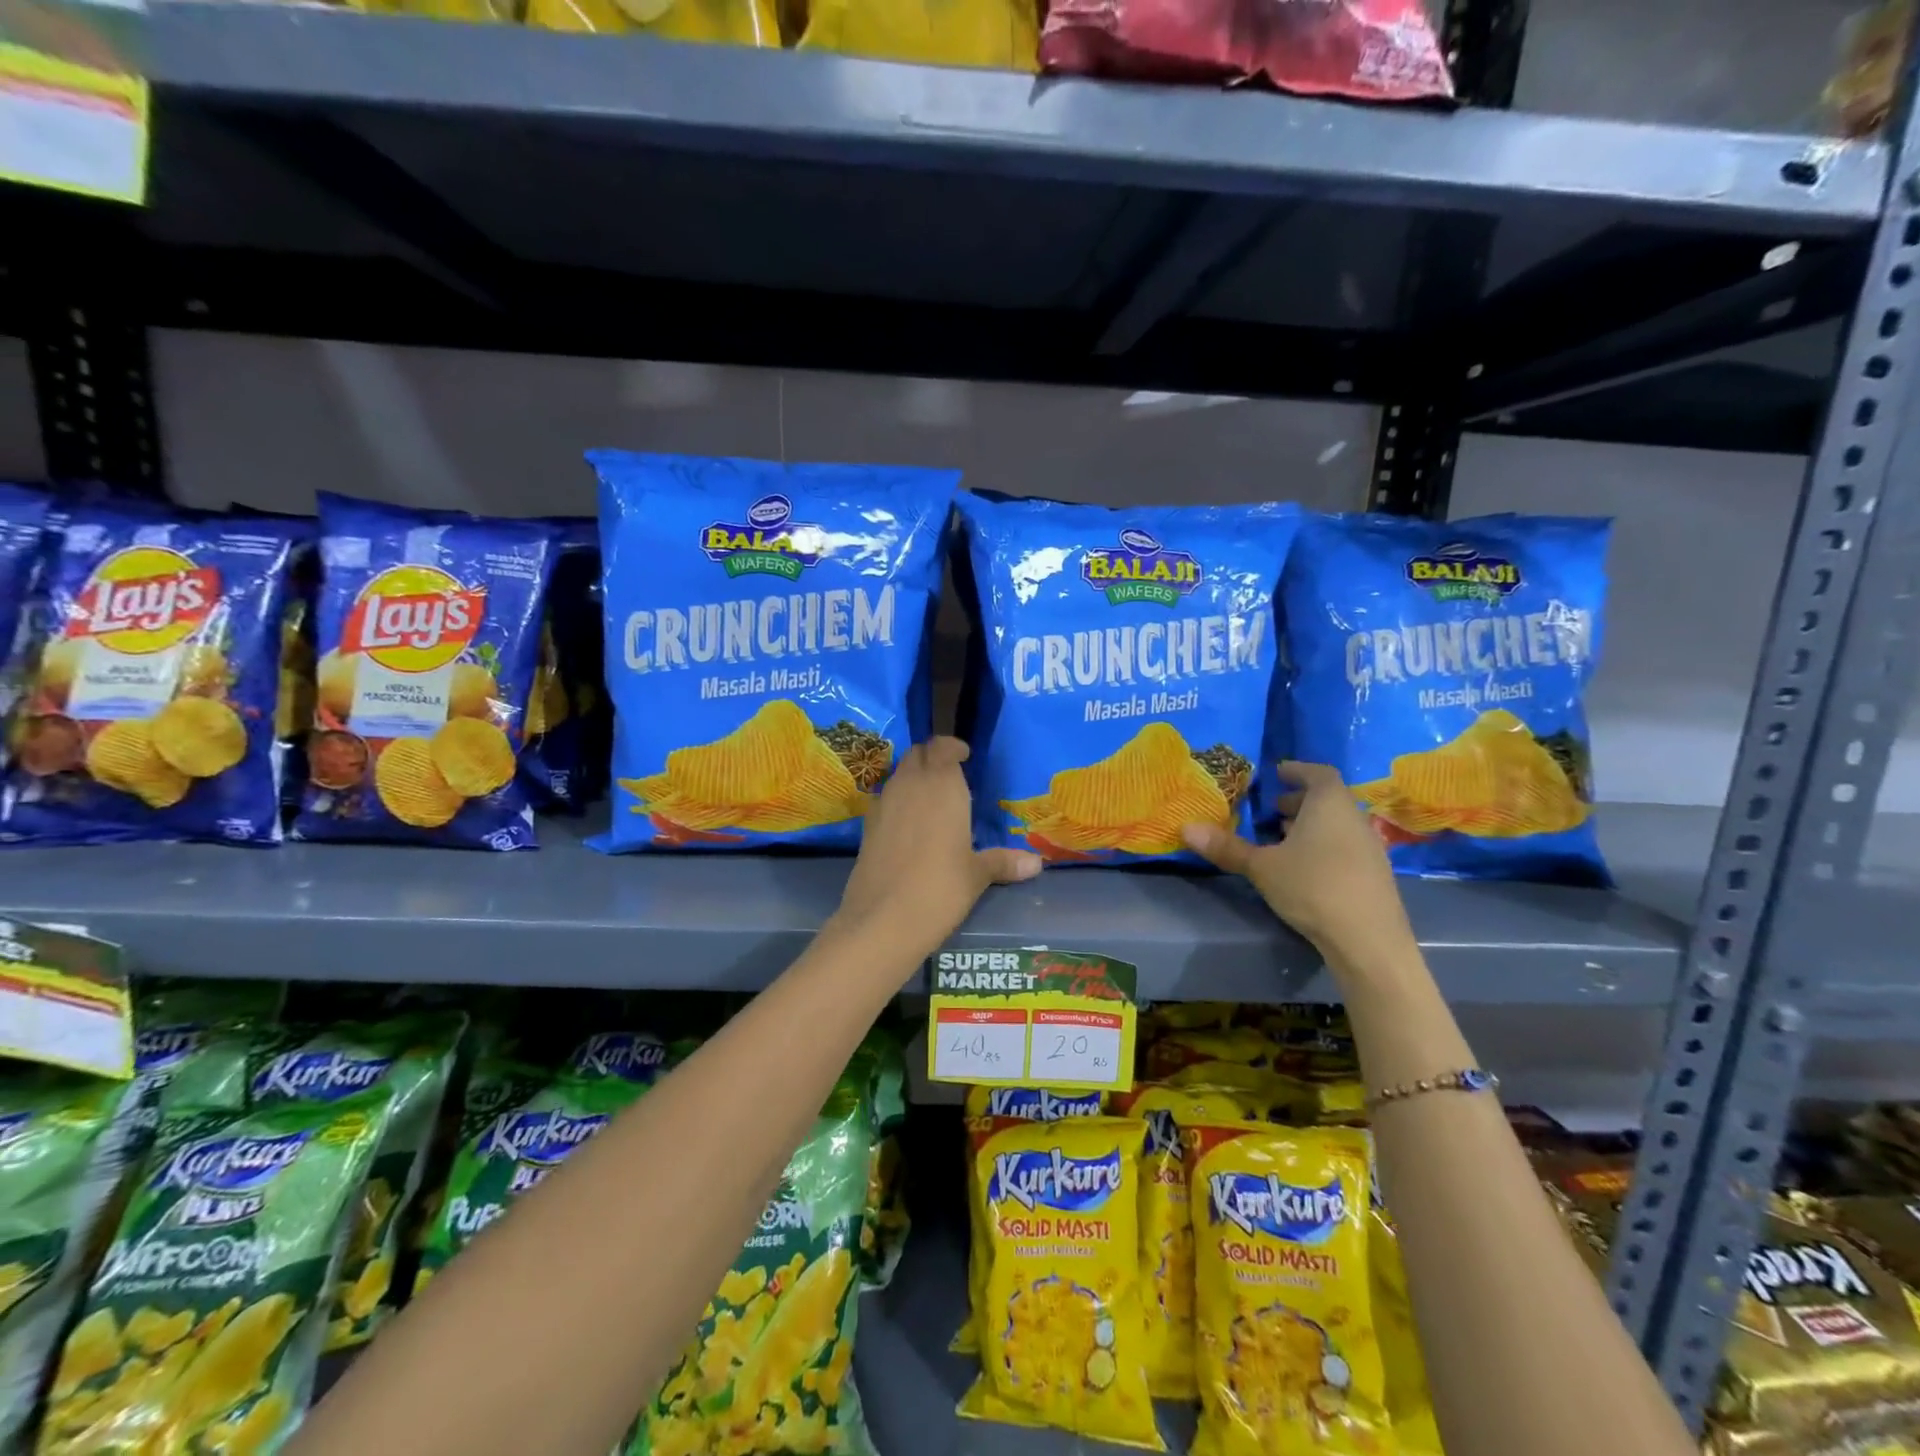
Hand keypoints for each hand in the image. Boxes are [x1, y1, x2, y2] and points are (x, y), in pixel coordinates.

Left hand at [833, 737, 1041, 962]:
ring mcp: (884, 804)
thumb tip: (1037, 863)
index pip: (942, 746)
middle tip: (951, 777)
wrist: (882, 919)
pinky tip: (911, 826)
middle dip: (932, 758)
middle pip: (917, 754)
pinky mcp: (867, 826)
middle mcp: (910, 785)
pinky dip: (898, 801)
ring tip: (934, 801)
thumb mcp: (976, 875)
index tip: (964, 756)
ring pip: (899, 774)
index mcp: (942, 786)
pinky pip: (886, 799)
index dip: (952, 747)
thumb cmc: (940, 888)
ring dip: (914, 778)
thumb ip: (1003, 862)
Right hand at [1182, 760, 1415, 974]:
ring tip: (1281, 838)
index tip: (1277, 772)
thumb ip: (1227, 847)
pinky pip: (1344, 847)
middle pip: (1327, 799)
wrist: (1368, 940)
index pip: (1318, 772)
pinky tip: (1302, 868)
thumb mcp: (1261, 866)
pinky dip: (1323, 846)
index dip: (1297, 770)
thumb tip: (1186, 828)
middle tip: (1270, 809)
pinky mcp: (1373, 875)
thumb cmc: (1312, 886)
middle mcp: (1354, 818)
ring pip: (1336, 825)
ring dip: (1310, 826)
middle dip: (1298, 801)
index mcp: (1330, 804)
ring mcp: (1369, 847)